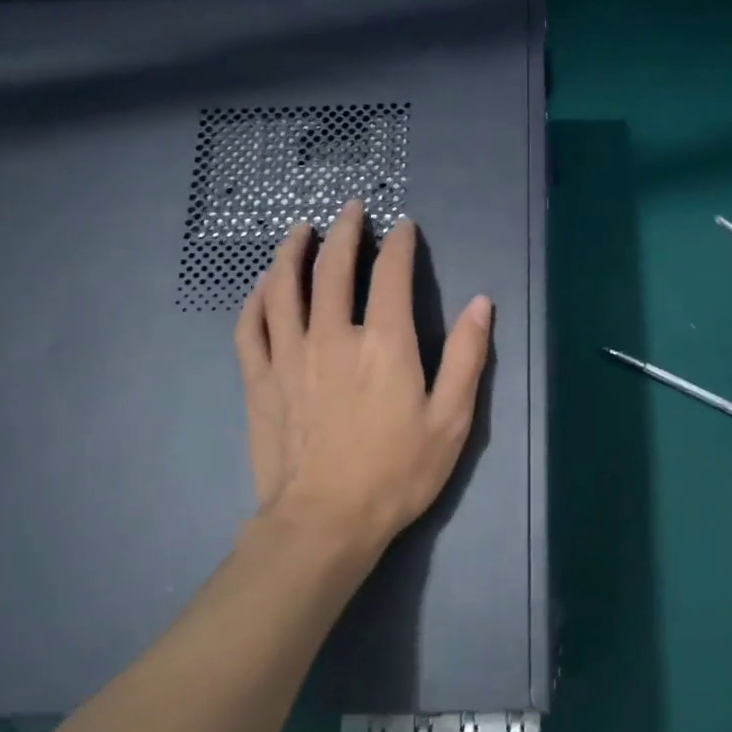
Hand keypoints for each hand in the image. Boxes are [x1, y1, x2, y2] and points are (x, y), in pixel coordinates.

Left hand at [234, 201, 492, 552]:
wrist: (325, 520)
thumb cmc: (397, 473)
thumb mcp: (451, 419)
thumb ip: (468, 357)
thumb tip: (481, 303)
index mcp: (384, 342)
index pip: (390, 273)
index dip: (398, 244)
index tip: (403, 226)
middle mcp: (332, 334)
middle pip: (332, 267)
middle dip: (344, 232)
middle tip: (349, 210)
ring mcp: (288, 355)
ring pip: (283, 287)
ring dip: (292, 252)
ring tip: (299, 231)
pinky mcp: (259, 380)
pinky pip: (250, 326)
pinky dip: (255, 299)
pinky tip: (262, 287)